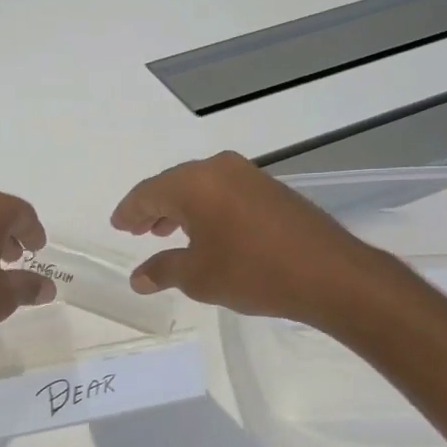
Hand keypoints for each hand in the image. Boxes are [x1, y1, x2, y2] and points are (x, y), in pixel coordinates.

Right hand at [110, 151, 388, 323]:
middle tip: (138, 229)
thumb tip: (138, 278)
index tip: (118, 225)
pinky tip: (206, 232)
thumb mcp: (198, 277)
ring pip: (201, 187)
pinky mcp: (271, 188)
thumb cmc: (252, 272)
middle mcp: (219, 169)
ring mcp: (248, 175)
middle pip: (173, 184)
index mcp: (194, 183)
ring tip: (166, 232)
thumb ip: (163, 270)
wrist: (328, 273)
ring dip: (180, 208)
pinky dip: (206, 208)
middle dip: (153, 208)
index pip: (148, 192)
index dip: (129, 211)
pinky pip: (224, 192)